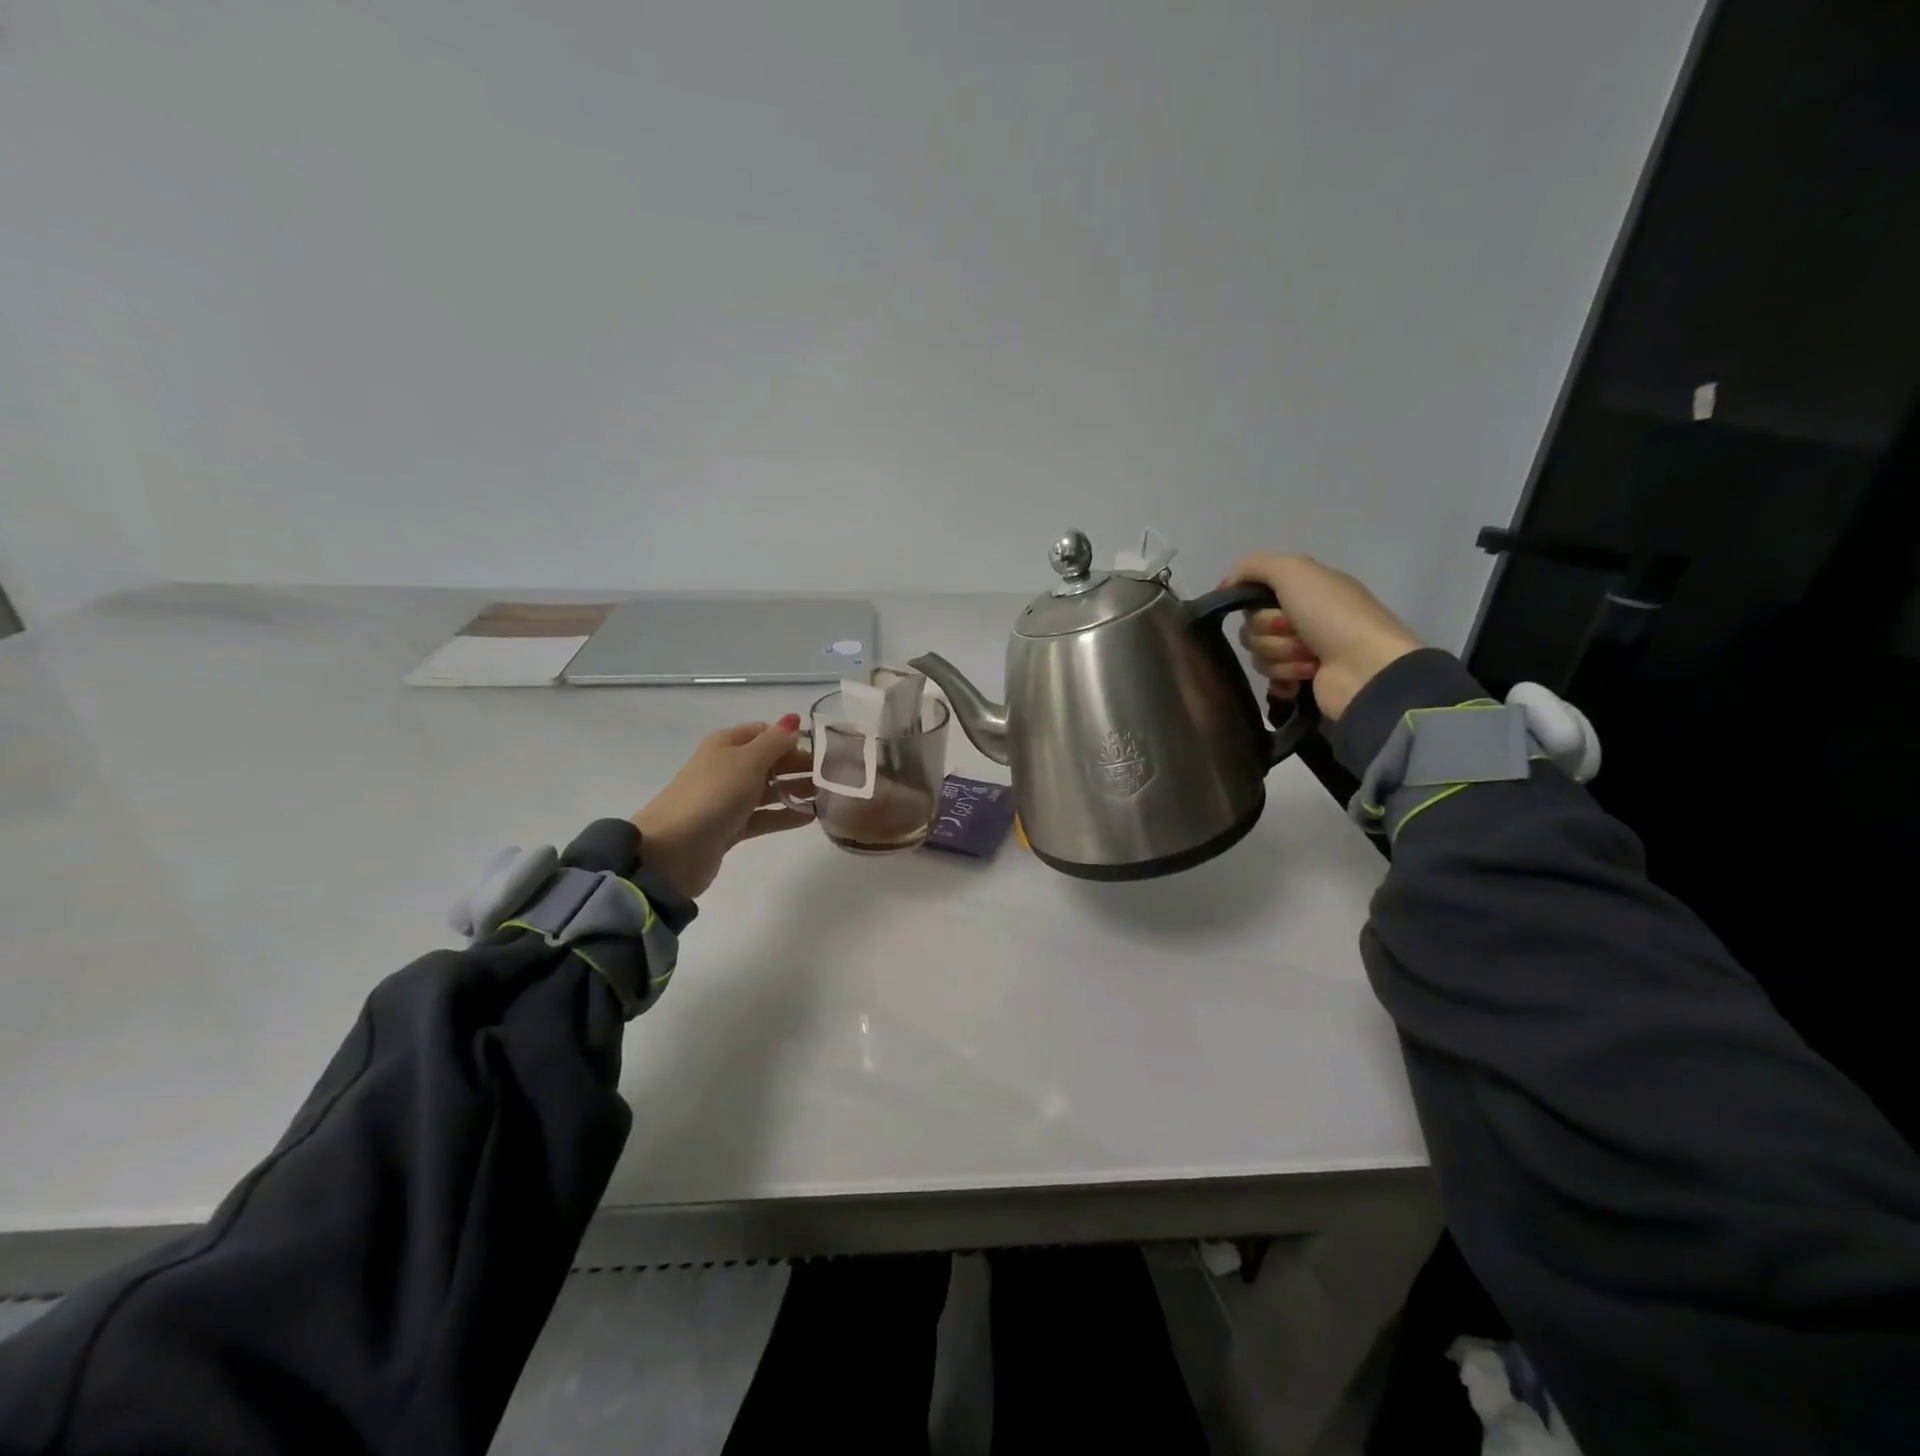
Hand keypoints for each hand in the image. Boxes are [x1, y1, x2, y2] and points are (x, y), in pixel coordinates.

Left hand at [631, 716, 811, 898]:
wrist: (673, 850)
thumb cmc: (713, 795)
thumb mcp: (748, 761)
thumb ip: (776, 741)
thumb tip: (794, 719)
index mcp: (726, 745)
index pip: (765, 732)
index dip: (791, 738)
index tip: (822, 751)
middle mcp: (727, 768)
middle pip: (769, 761)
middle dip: (798, 766)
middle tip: (833, 777)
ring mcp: (728, 799)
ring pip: (768, 790)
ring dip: (795, 791)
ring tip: (828, 797)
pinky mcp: (731, 828)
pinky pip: (764, 817)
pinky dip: (785, 815)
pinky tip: (810, 817)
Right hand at [1226, 554, 1420, 719]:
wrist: (1366, 667)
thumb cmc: (1332, 615)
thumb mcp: (1294, 570)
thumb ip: (1254, 566)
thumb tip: (1225, 586)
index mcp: (1304, 589)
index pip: (1254, 594)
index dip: (1252, 603)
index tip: (1259, 606)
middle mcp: (1303, 617)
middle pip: (1252, 627)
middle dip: (1269, 632)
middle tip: (1296, 632)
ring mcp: (1303, 650)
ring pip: (1259, 654)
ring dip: (1281, 656)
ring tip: (1310, 659)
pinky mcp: (1302, 680)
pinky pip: (1270, 679)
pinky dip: (1283, 678)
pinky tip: (1300, 681)